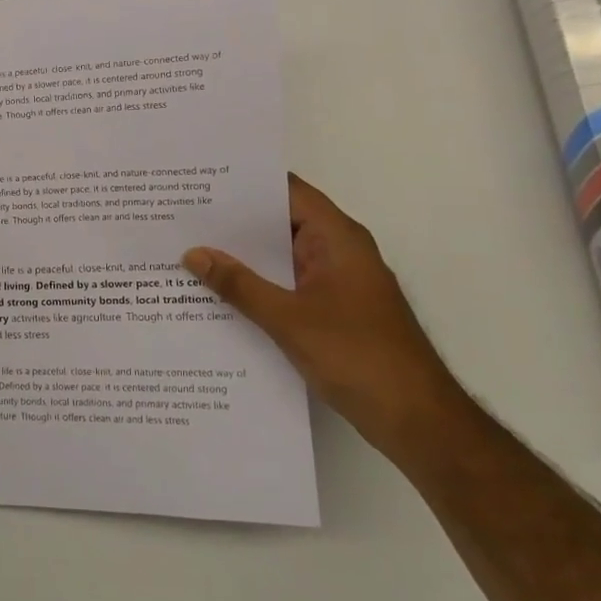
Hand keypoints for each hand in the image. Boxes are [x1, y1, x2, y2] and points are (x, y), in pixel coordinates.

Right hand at [183, 173, 471, 462]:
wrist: (417, 420)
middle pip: (281, 222)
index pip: (287, 191)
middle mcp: (339, 251)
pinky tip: (219, 295)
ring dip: (243, 257)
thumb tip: (193, 254)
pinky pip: (287, 286)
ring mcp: (337, 283)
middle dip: (234, 221)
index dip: (245, 183)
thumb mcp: (288, 319)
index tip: (201, 181)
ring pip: (282, 257)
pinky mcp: (333, 312)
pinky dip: (257, 285)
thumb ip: (239, 285)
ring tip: (189, 250)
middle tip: (182, 216)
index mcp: (337, 238)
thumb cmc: (358, 356)